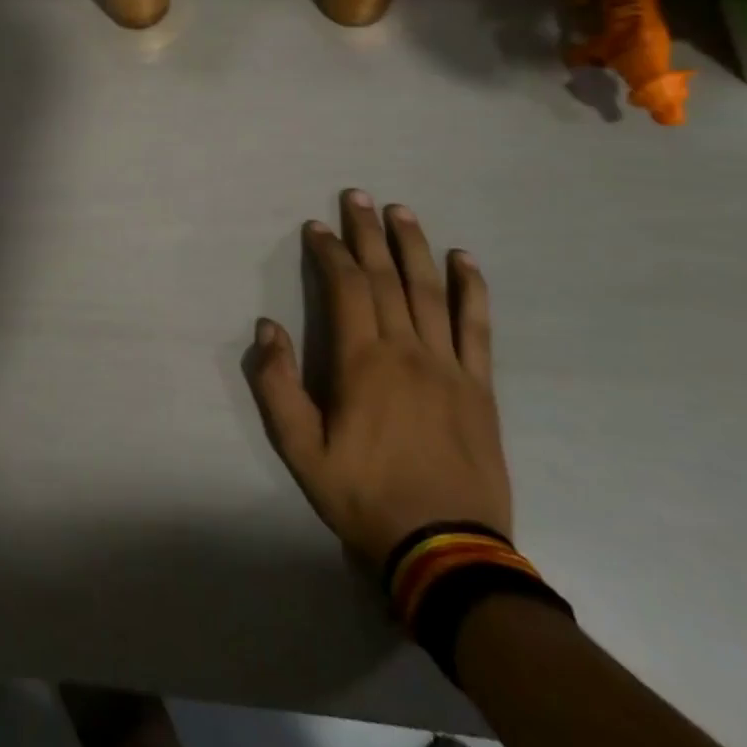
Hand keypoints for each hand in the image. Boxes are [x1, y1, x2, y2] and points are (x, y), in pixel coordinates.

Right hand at [249, 191, 509, 570]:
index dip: (330, 252)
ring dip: (414, 246)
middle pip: (386, 277)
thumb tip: (266, 328)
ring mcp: (449, 365)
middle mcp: (407, 350)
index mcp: (362, 362)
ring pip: (430, 291)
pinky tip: (464, 260)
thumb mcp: (300, 450)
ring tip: (401, 211)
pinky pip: (477, 326)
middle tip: (358, 196)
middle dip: (368, 233)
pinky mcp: (479, 386)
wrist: (446, 551)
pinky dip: (471, 289)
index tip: (316, 227)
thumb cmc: (364, 496)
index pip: (346, 287)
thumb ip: (278, 385)